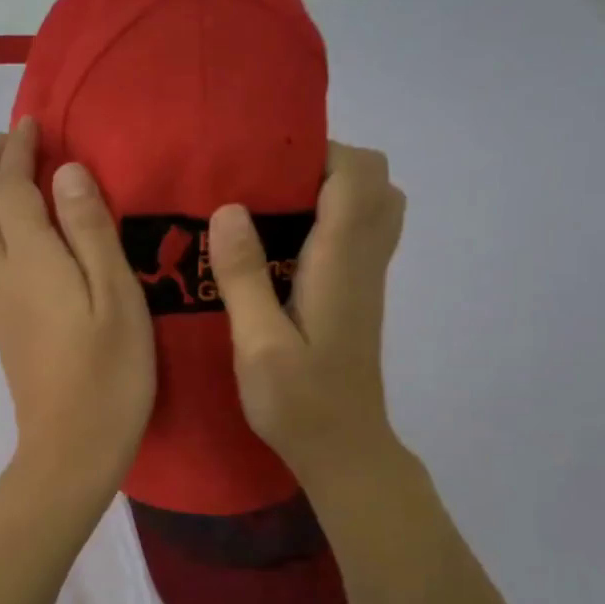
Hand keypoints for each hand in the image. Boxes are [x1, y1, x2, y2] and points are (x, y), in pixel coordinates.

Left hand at [0, 118, 155, 493]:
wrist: (70, 448)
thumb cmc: (109, 373)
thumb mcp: (117, 296)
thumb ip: (90, 230)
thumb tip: (66, 172)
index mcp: (30, 260)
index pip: (10, 188)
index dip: (18, 150)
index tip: (33, 123)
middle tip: (11, 143)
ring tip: (9, 178)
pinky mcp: (0, 324)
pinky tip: (16, 231)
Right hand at [208, 141, 406, 487]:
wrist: (343, 449)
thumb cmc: (298, 402)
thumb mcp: (258, 343)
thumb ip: (244, 276)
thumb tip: (229, 208)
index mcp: (341, 264)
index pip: (358, 176)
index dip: (319, 154)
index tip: (264, 166)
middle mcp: (363, 261)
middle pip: (375, 182)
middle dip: (325, 167)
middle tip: (267, 187)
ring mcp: (365, 280)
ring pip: (372, 207)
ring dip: (329, 193)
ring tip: (270, 212)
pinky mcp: (356, 297)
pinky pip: (358, 235)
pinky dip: (328, 221)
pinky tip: (279, 249)